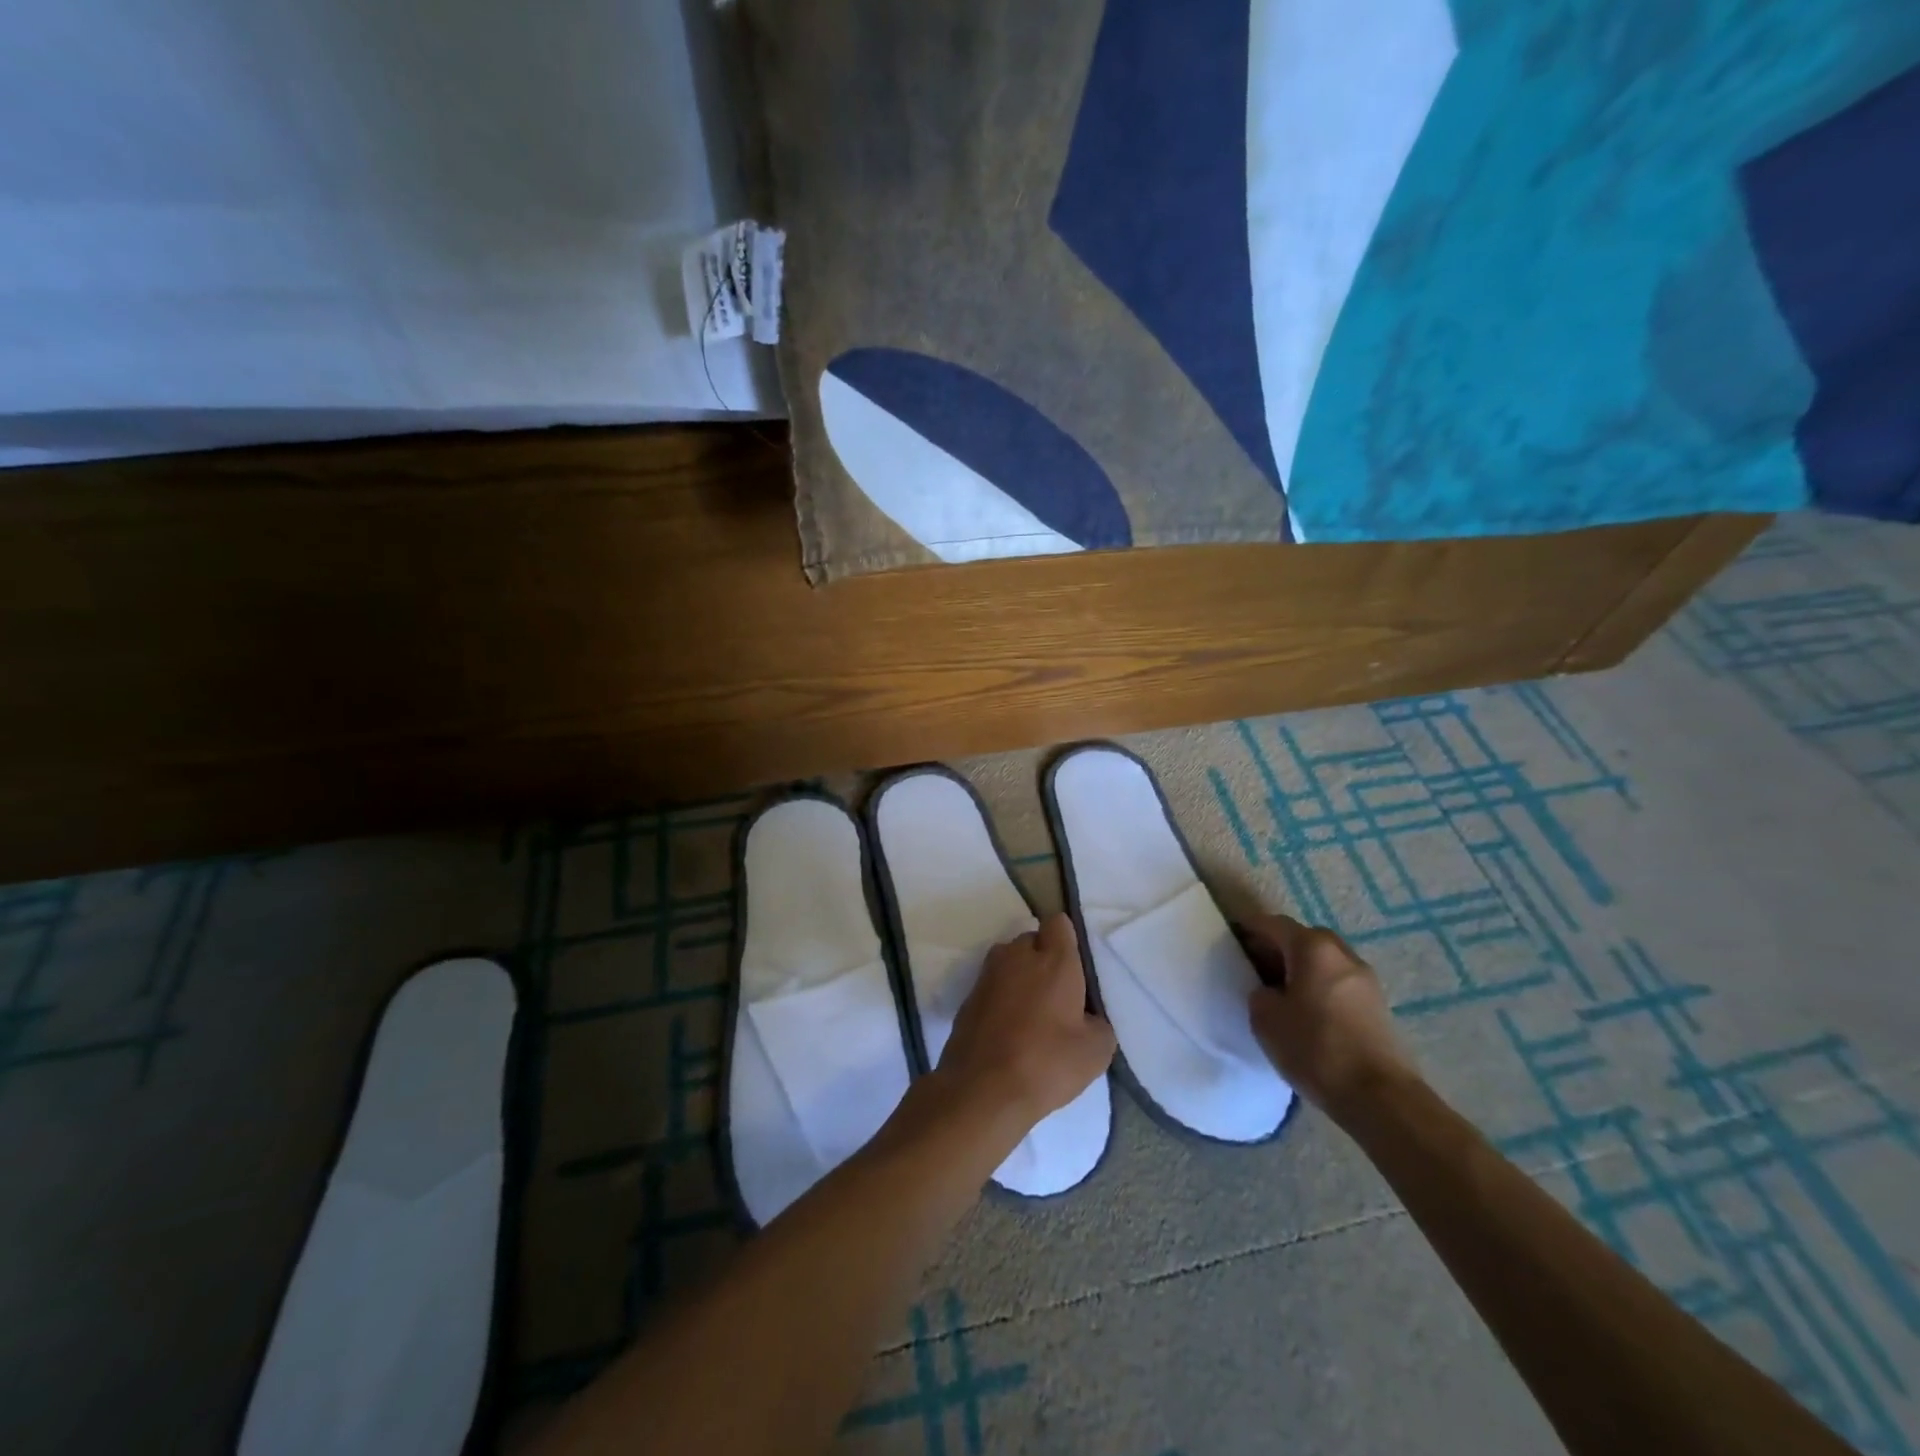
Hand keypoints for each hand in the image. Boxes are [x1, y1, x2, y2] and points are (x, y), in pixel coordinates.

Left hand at [936, 913, 1116, 1131]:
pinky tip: (1010, 1030)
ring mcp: (988, 974)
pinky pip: (992, 986)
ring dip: (1021, 977)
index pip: (1059, 923)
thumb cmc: (1046, 1062)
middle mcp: (1017, 955)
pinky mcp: (969, 996)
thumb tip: (1089, 1017)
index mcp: (1054, 959)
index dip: (1068, 941)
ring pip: (1009, 961)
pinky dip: (1002, 998)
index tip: (1076, 969)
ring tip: (1033, 1014)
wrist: (982, 1088)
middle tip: (1058, 996)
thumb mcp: (1096, 1051)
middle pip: (1032, 941)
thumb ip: (1100, 1022)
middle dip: (1044, 959)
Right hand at [1240, 912, 1420, 1118]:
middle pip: (1303, 939)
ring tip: (1281, 990)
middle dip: (1278, 947)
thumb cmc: (1315, 1048)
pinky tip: (1307, 1009)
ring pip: (1323, 960)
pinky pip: (1338, 982)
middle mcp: (1342, 954)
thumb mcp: (1265, 1019)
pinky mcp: (1377, 1005)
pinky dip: (1319, 985)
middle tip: (1256, 966)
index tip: (1232, 936)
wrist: (1380, 1097)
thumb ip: (1260, 993)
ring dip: (1301, 967)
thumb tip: (1270, 990)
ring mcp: (1365, 979)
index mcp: (1312, 948)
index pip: (1273, 924)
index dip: (1250, 928)